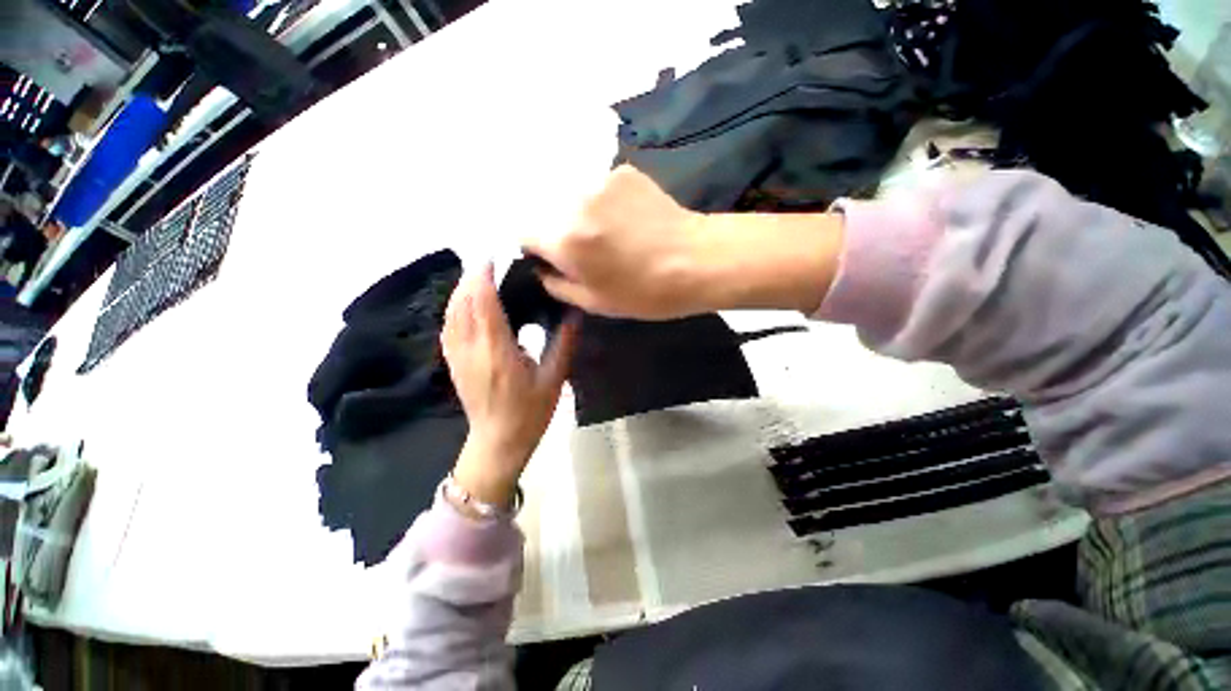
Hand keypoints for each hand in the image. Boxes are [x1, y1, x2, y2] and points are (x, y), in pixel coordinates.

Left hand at [441, 263, 579, 505]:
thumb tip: (574, 314)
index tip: (494, 257)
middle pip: (463, 303)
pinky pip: (448, 326)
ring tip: (479, 276)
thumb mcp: (554, 379)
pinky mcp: (453, 363)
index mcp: (497, 351)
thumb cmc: (529, 413)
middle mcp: (472, 349)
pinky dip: (455, 307)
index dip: (484, 276)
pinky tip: (466, 302)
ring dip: (462, 290)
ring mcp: (457, 356)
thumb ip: (564, 344)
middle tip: (491, 262)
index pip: (483, 304)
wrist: (498, 443)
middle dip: (473, 277)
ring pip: (451, 313)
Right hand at [522, 165, 716, 319]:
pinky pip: (599, 188)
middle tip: (588, 251)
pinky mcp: (624, 171)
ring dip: (582, 216)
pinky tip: (630, 219)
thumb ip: (557, 285)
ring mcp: (601, 181)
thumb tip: (543, 268)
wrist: (697, 262)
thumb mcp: (595, 303)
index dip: (537, 248)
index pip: (523, 231)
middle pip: (548, 212)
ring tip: (612, 236)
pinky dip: (606, 203)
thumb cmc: (646, 293)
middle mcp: (575, 202)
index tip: (553, 259)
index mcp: (565, 240)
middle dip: (559, 231)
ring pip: (574, 199)